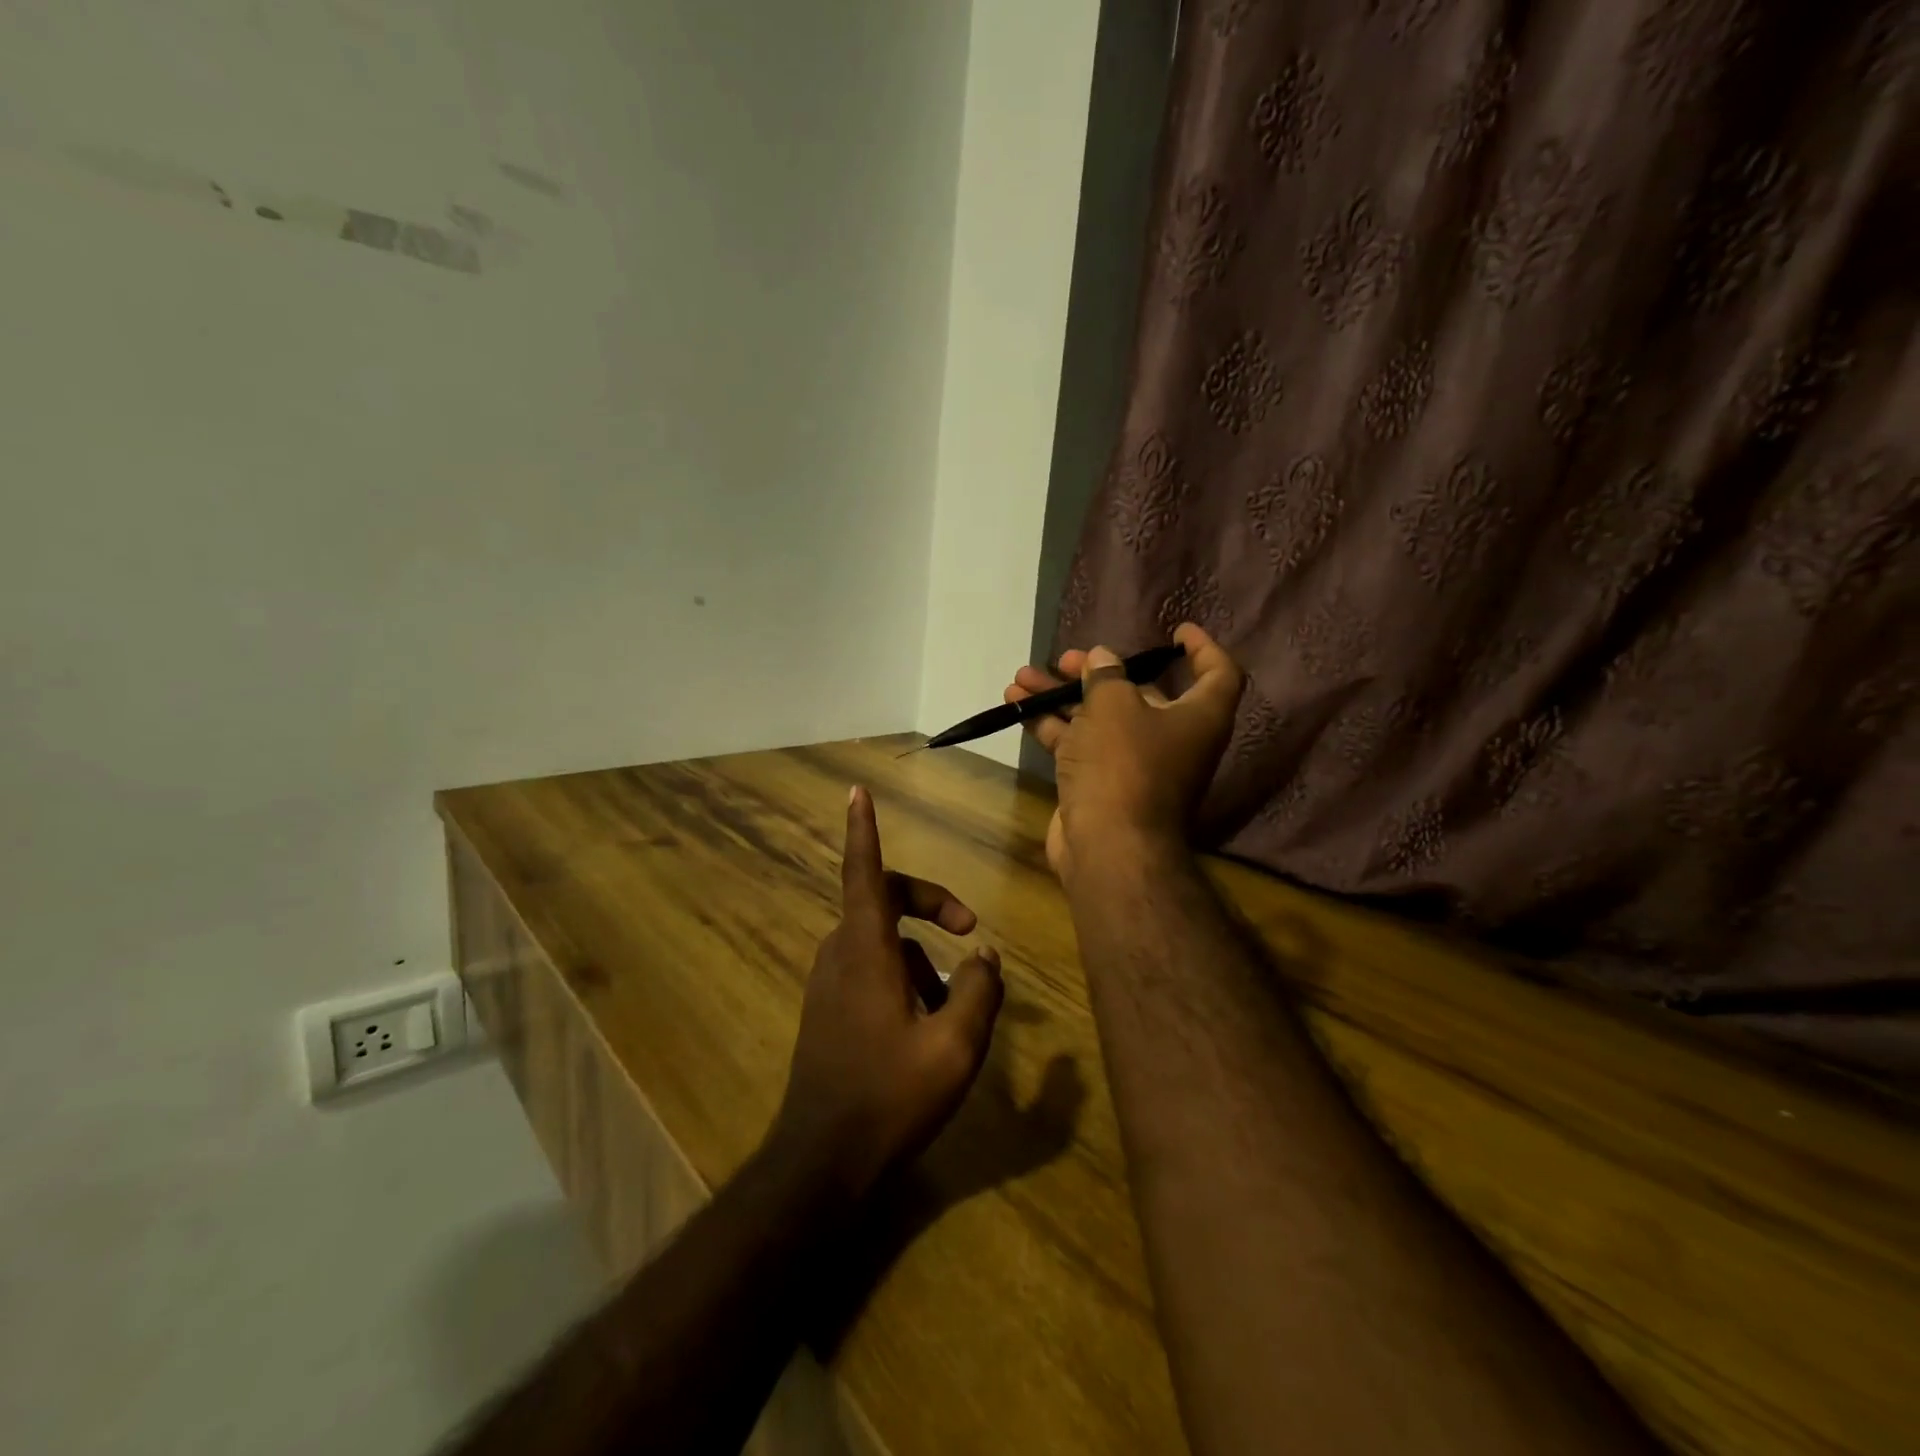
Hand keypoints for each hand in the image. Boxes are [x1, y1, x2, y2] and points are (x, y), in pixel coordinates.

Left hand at [769, 786, 1005, 1202]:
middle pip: (882, 898)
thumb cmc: (890, 1097)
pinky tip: (927, 1019)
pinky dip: (902, 972)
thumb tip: (983, 954)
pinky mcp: (827, 1007)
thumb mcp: (955, 1047)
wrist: (823, 1161)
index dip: (864, 830)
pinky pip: (868, 965)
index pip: (865, 872)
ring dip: (920, 951)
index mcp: (866, 950)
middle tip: (968, 927)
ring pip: (880, 937)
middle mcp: (840, 954)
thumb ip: (978, 992)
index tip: (856, 793)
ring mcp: (829, 981)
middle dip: (928, 902)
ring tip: (956, 997)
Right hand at [1004, 622, 1244, 880]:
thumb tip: (1102, 658)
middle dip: (1098, 673)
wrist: (1108, 846)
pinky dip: (1050, 724)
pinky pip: (1077, 744)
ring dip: (1061, 696)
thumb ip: (1106, 676)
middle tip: (1065, 659)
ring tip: (1022, 678)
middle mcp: (1171, 739)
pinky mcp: (1100, 784)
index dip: (1202, 648)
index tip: (1175, 631)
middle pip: (1139, 695)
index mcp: (1197, 718)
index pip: (1218, 674)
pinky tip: (1016, 706)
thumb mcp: (1115, 707)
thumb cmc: (1124, 765)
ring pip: (1098, 719)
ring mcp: (1133, 764)